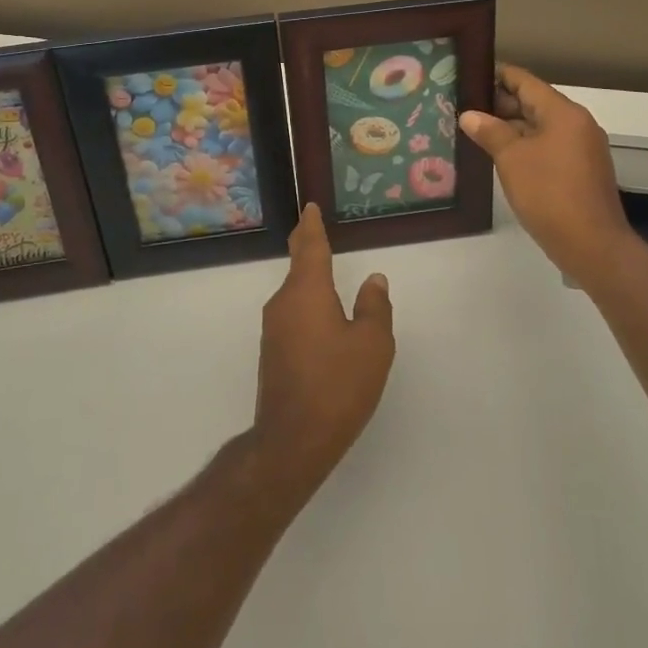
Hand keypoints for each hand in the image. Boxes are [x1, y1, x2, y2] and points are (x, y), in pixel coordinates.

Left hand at [249, 204, 394, 497]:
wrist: (292, 440)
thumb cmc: (338, 385)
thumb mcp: (372, 345)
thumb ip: (374, 307)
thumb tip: (373, 280)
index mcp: (307, 291)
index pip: (310, 246)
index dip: (312, 225)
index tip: (310, 207)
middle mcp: (284, 302)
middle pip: (298, 266)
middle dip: (307, 246)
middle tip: (314, 228)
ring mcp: (274, 329)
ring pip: (295, 293)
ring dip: (308, 279)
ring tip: (324, 270)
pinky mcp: (273, 353)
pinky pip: (293, 315)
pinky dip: (307, 304)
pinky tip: (321, 318)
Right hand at [460, 63, 635, 289]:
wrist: (592, 245)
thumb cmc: (549, 193)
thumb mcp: (511, 159)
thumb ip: (490, 132)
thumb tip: (469, 115)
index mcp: (563, 113)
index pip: (526, 81)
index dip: (497, 76)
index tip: (470, 75)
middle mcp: (577, 124)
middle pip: (534, 103)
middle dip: (500, 104)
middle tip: (464, 106)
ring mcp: (582, 148)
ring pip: (541, 127)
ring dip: (511, 127)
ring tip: (476, 130)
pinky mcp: (582, 171)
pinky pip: (549, 146)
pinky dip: (526, 146)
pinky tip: (501, 156)